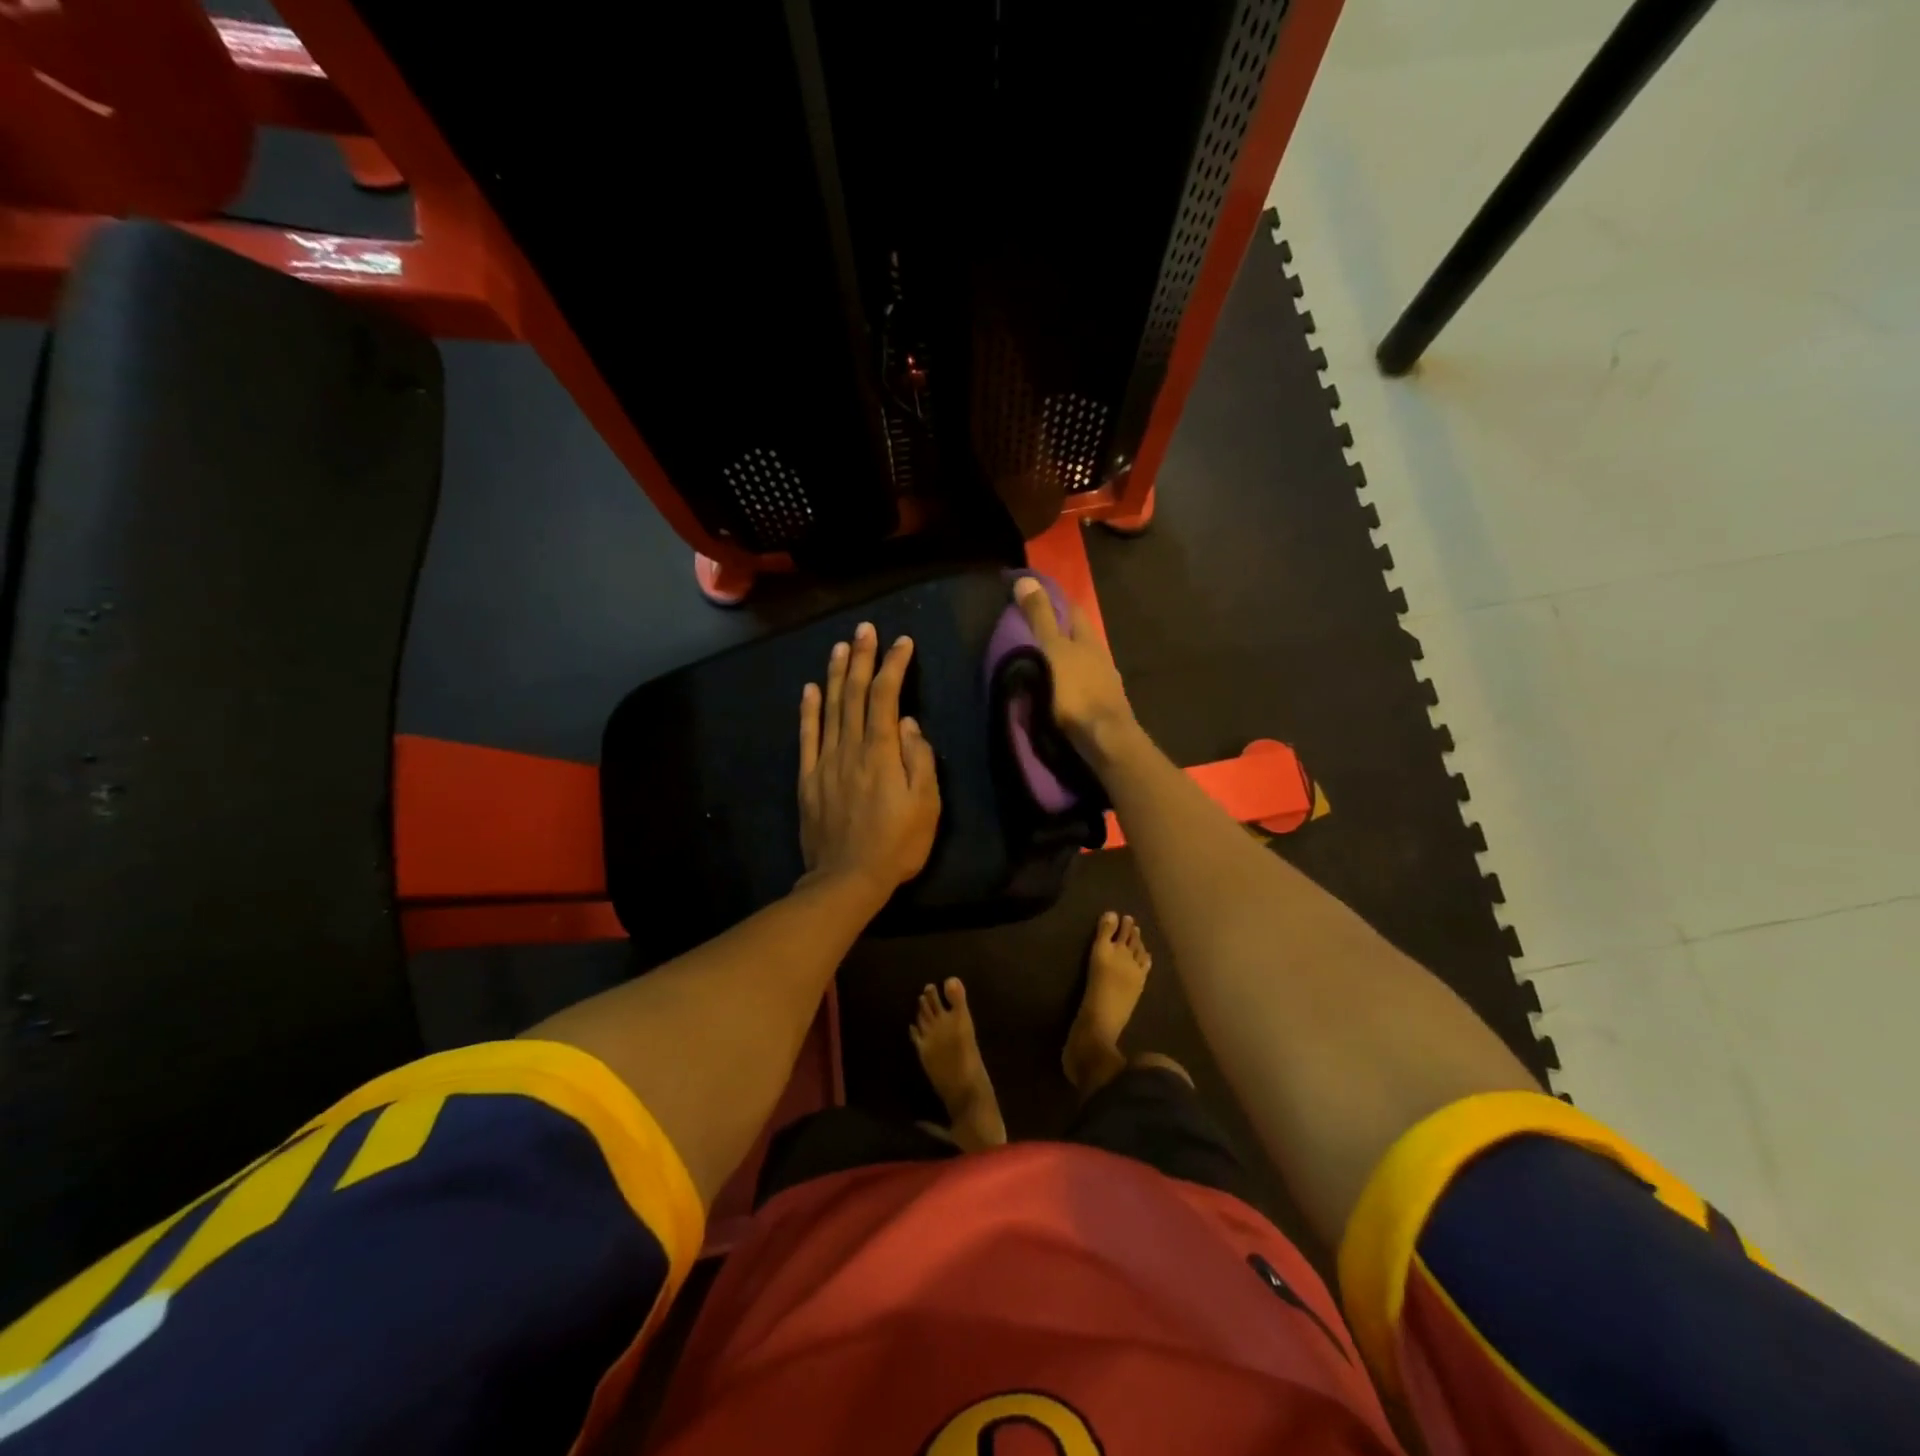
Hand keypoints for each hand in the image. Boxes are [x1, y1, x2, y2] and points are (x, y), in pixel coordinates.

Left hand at [798, 622, 940, 899]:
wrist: (847, 879)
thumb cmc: (896, 844)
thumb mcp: (926, 806)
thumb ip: (919, 760)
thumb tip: (907, 724)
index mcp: (881, 753)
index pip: (885, 697)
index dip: (893, 666)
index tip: (902, 642)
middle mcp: (850, 749)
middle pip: (854, 694)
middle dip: (862, 658)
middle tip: (866, 629)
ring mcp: (825, 762)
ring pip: (829, 709)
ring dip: (835, 675)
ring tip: (840, 646)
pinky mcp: (808, 779)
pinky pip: (807, 738)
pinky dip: (808, 711)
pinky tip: (809, 689)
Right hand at [1013, 577, 1137, 759]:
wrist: (1104, 739)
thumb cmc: (1075, 691)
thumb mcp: (1051, 650)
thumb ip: (1039, 618)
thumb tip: (1026, 578)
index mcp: (1087, 639)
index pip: (1072, 609)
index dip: (1054, 600)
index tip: (1033, 596)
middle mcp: (1100, 656)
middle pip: (1078, 637)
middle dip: (1060, 632)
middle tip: (1032, 631)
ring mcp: (1105, 683)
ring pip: (1082, 663)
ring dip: (1064, 661)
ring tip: (1040, 664)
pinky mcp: (1102, 708)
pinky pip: (1082, 687)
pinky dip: (1068, 685)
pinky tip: (1056, 692)